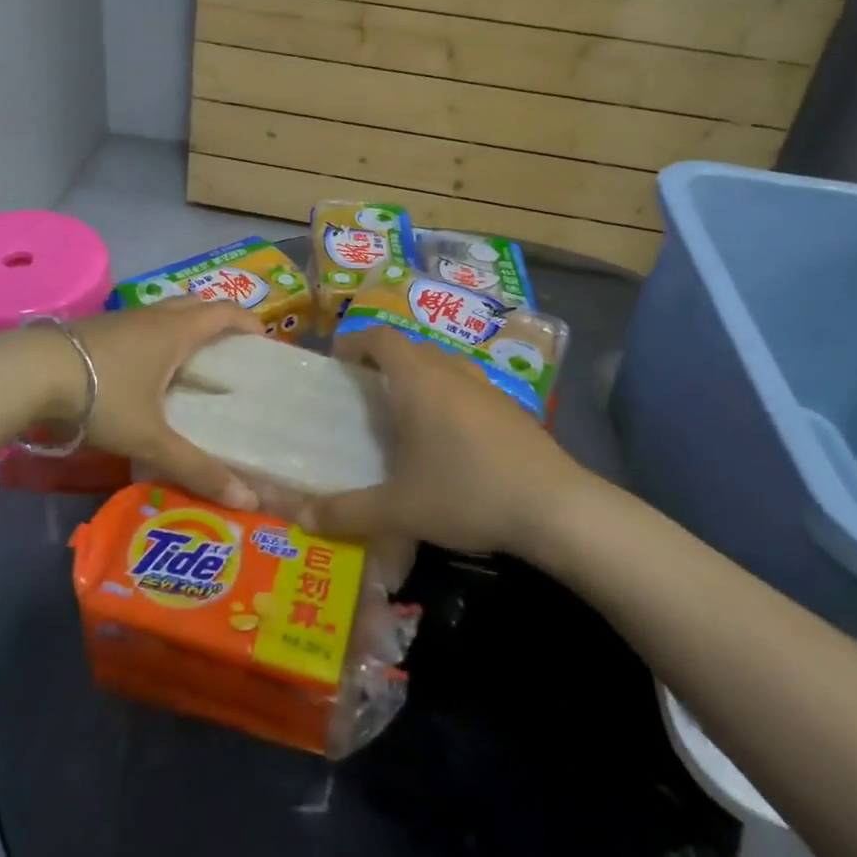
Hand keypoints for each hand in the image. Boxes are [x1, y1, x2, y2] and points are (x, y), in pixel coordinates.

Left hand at [62, 300, 261, 506]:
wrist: (30, 373)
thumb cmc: (102, 395)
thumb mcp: (151, 437)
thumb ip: (196, 468)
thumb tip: (246, 500)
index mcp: (176, 331)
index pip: (225, 312)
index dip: (248, 322)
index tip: (264, 342)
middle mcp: (153, 317)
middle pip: (196, 305)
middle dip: (218, 321)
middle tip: (231, 352)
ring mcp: (122, 320)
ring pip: (165, 314)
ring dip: (184, 328)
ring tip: (191, 365)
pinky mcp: (96, 329)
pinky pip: (140, 327)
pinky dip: (156, 340)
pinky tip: (144, 373)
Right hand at [295, 326, 592, 553]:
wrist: (555, 507)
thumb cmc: (467, 494)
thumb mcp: (398, 509)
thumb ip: (347, 512)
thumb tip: (301, 518)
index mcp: (419, 382)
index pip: (381, 338)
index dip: (356, 341)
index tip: (339, 361)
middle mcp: (452, 373)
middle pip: (412, 347)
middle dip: (385, 359)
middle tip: (366, 389)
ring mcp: (487, 388)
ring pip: (444, 365)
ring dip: (420, 376)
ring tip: (406, 412)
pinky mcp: (512, 409)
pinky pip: (468, 387)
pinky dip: (449, 396)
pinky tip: (451, 438)